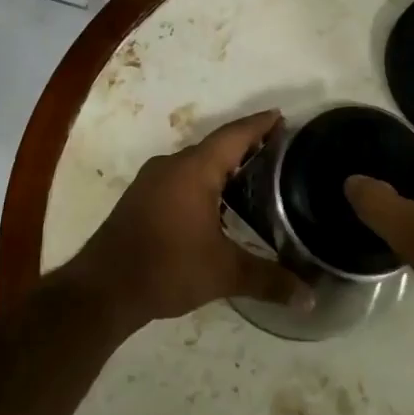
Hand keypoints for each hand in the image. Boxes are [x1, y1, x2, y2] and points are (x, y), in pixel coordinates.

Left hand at [72, 110, 307, 329]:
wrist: (102, 289)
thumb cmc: (167, 268)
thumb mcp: (224, 274)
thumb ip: (268, 280)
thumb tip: (310, 297)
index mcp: (194, 170)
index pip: (234, 135)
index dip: (259, 124)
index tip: (282, 116)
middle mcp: (171, 165)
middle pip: (215, 146)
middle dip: (244, 145)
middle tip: (276, 150)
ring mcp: (151, 181)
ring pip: (195, 163)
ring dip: (221, 165)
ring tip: (252, 176)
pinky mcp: (140, 198)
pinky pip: (179, 178)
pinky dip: (202, 181)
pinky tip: (216, 204)